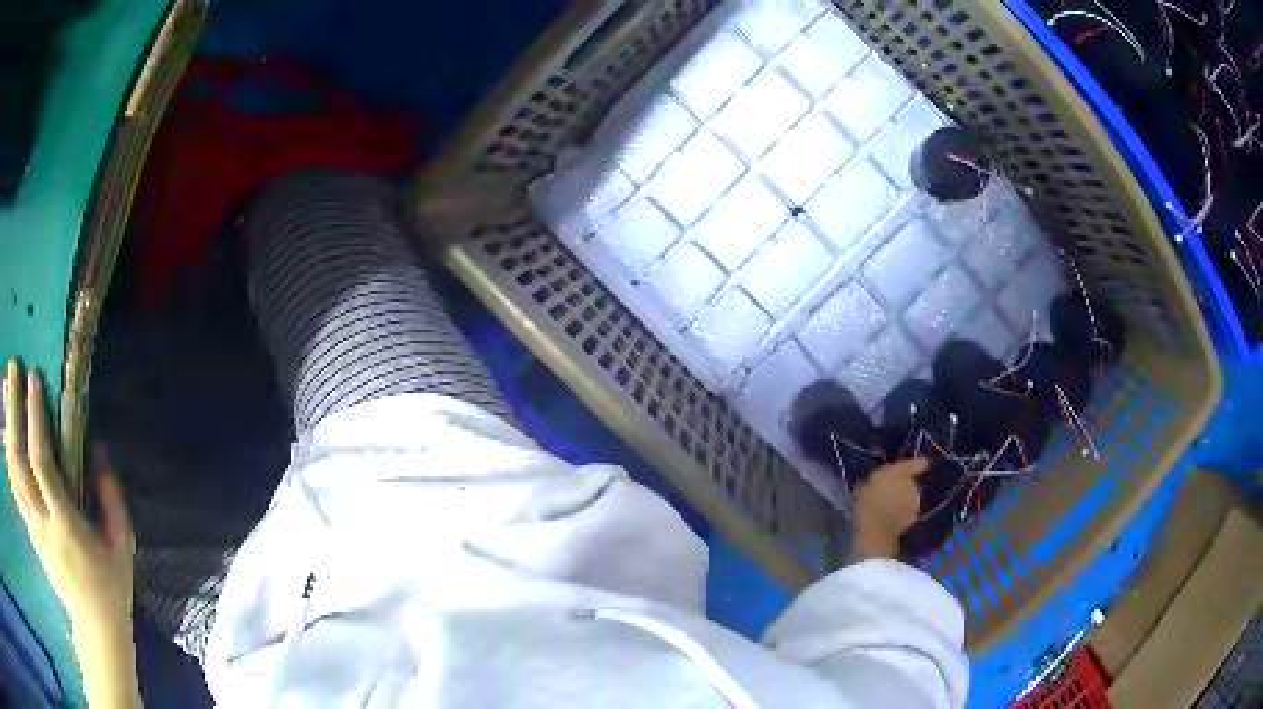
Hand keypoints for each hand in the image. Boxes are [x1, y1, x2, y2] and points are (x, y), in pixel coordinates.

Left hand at [4, 360, 134, 632]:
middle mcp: (43, 524)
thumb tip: (99, 450)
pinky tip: (9, 431)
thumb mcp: (122, 546)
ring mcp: (34, 529)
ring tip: (8, 391)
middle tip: (13, 368)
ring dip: (8, 428)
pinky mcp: (31, 532)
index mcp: (65, 526)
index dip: (35, 419)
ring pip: (13, 473)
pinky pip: (15, 488)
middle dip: (13, 410)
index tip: (34, 379)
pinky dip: (9, 454)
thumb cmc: (111, 587)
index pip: (42, 465)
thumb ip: (111, 498)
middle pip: (19, 462)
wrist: (95, 629)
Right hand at [850, 457, 928, 561]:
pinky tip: (892, 519)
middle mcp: (912, 483)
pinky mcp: (915, 516)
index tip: (916, 465)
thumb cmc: (865, 503)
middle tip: (888, 494)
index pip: (918, 462)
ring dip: (903, 500)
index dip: (917, 463)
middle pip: (911, 482)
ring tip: (888, 508)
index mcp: (900, 471)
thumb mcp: (863, 486)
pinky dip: (903, 514)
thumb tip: (874, 480)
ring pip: (910, 497)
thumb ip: (875, 480)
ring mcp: (915, 501)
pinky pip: (909, 511)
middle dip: (902, 487)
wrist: (875, 529)